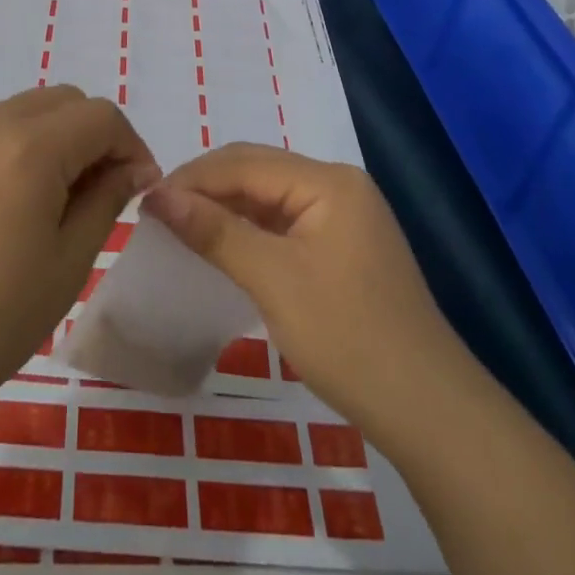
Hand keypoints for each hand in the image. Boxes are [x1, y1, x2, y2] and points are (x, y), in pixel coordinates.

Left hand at [0, 85, 157, 434]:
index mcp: (29, 145)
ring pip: (26, 112)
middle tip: (101, 197)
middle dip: (95, 136)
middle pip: (63, 101)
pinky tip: (10, 209)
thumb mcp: (64, 266)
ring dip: (56, 141)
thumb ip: (105, 202)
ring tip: (56, 206)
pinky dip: (19, 150)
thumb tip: (132, 169)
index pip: (101, 116)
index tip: (138, 193)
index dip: (131, 147)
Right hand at [142, 143, 463, 443]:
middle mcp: (337, 186)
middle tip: (157, 214)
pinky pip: (283, 224)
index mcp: (328, 180)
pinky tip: (221, 247)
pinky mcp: (342, 248)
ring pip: (268, 198)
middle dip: (205, 188)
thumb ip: (215, 231)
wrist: (429, 413)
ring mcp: (343, 217)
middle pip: (257, 172)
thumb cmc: (349, 337)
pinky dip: (248, 231)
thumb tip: (157, 195)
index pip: (245, 162)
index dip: (192, 178)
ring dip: (224, 209)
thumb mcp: (274, 280)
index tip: (145, 201)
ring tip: (179, 228)